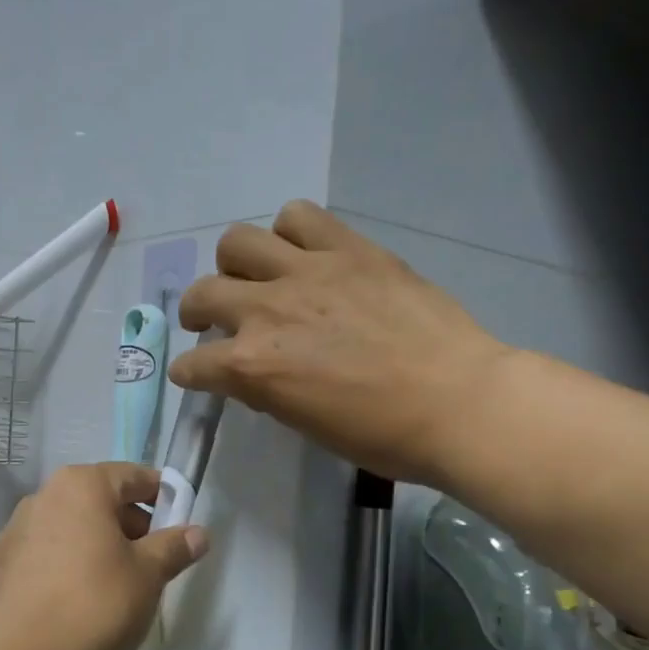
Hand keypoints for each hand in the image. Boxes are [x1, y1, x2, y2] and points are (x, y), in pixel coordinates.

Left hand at [0, 463, 208, 649]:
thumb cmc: (91, 605)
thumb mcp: (147, 576)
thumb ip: (174, 548)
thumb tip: (198, 533)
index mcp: (82, 485)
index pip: (134, 476)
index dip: (163, 497)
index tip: (180, 526)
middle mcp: (45, 496)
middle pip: (101, 501)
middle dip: (132, 527)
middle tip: (155, 564)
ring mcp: (16, 530)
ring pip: (74, 529)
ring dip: (101, 548)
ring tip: (120, 588)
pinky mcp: (1, 565)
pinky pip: (49, 554)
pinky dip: (71, 567)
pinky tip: (81, 604)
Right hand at [171, 200, 511, 488]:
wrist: (458, 401)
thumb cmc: (382, 433)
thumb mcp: (306, 424)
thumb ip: (268, 389)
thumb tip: (254, 371)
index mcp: (253, 366)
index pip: (193, 365)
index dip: (189, 372)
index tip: (195, 373)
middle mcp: (267, 311)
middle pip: (202, 292)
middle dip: (196, 310)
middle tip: (212, 319)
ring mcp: (308, 272)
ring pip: (238, 241)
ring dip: (235, 264)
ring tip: (257, 277)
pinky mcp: (348, 248)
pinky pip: (298, 216)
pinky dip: (289, 233)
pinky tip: (302, 253)